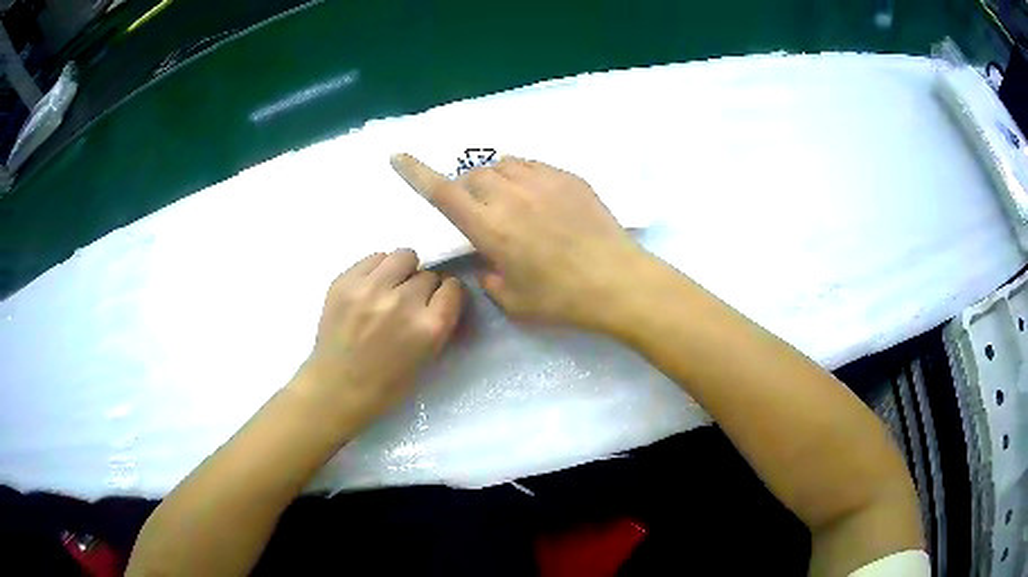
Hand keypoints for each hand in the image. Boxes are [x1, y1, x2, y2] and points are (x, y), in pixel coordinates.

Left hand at [295, 249, 463, 426]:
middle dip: (423, 287)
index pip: (453, 288)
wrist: (337, 387)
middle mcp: (403, 302)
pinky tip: (370, 289)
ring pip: (404, 256)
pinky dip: (378, 270)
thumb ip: (439, 322)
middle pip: (428, 274)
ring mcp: (371, 288)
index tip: (439, 300)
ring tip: (390, 288)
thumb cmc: (386, 383)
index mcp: (429, 328)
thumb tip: (442, 293)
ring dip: (403, 271)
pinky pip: (375, 257)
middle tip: (409, 302)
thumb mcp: (427, 357)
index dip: (447, 294)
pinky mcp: (346, 281)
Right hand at [391, 154, 645, 329]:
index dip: (416, 172)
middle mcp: (510, 196)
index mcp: (489, 227)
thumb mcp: (514, 301)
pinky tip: (538, 197)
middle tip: (482, 212)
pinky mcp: (567, 177)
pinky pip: (532, 164)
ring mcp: (541, 181)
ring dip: (495, 179)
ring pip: (502, 165)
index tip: (398, 156)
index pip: (442, 192)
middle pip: (473, 175)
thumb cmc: (561, 298)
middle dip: (468, 188)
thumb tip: (488, 263)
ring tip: (510, 202)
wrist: (616, 281)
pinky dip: (523, 176)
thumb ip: (490, 278)